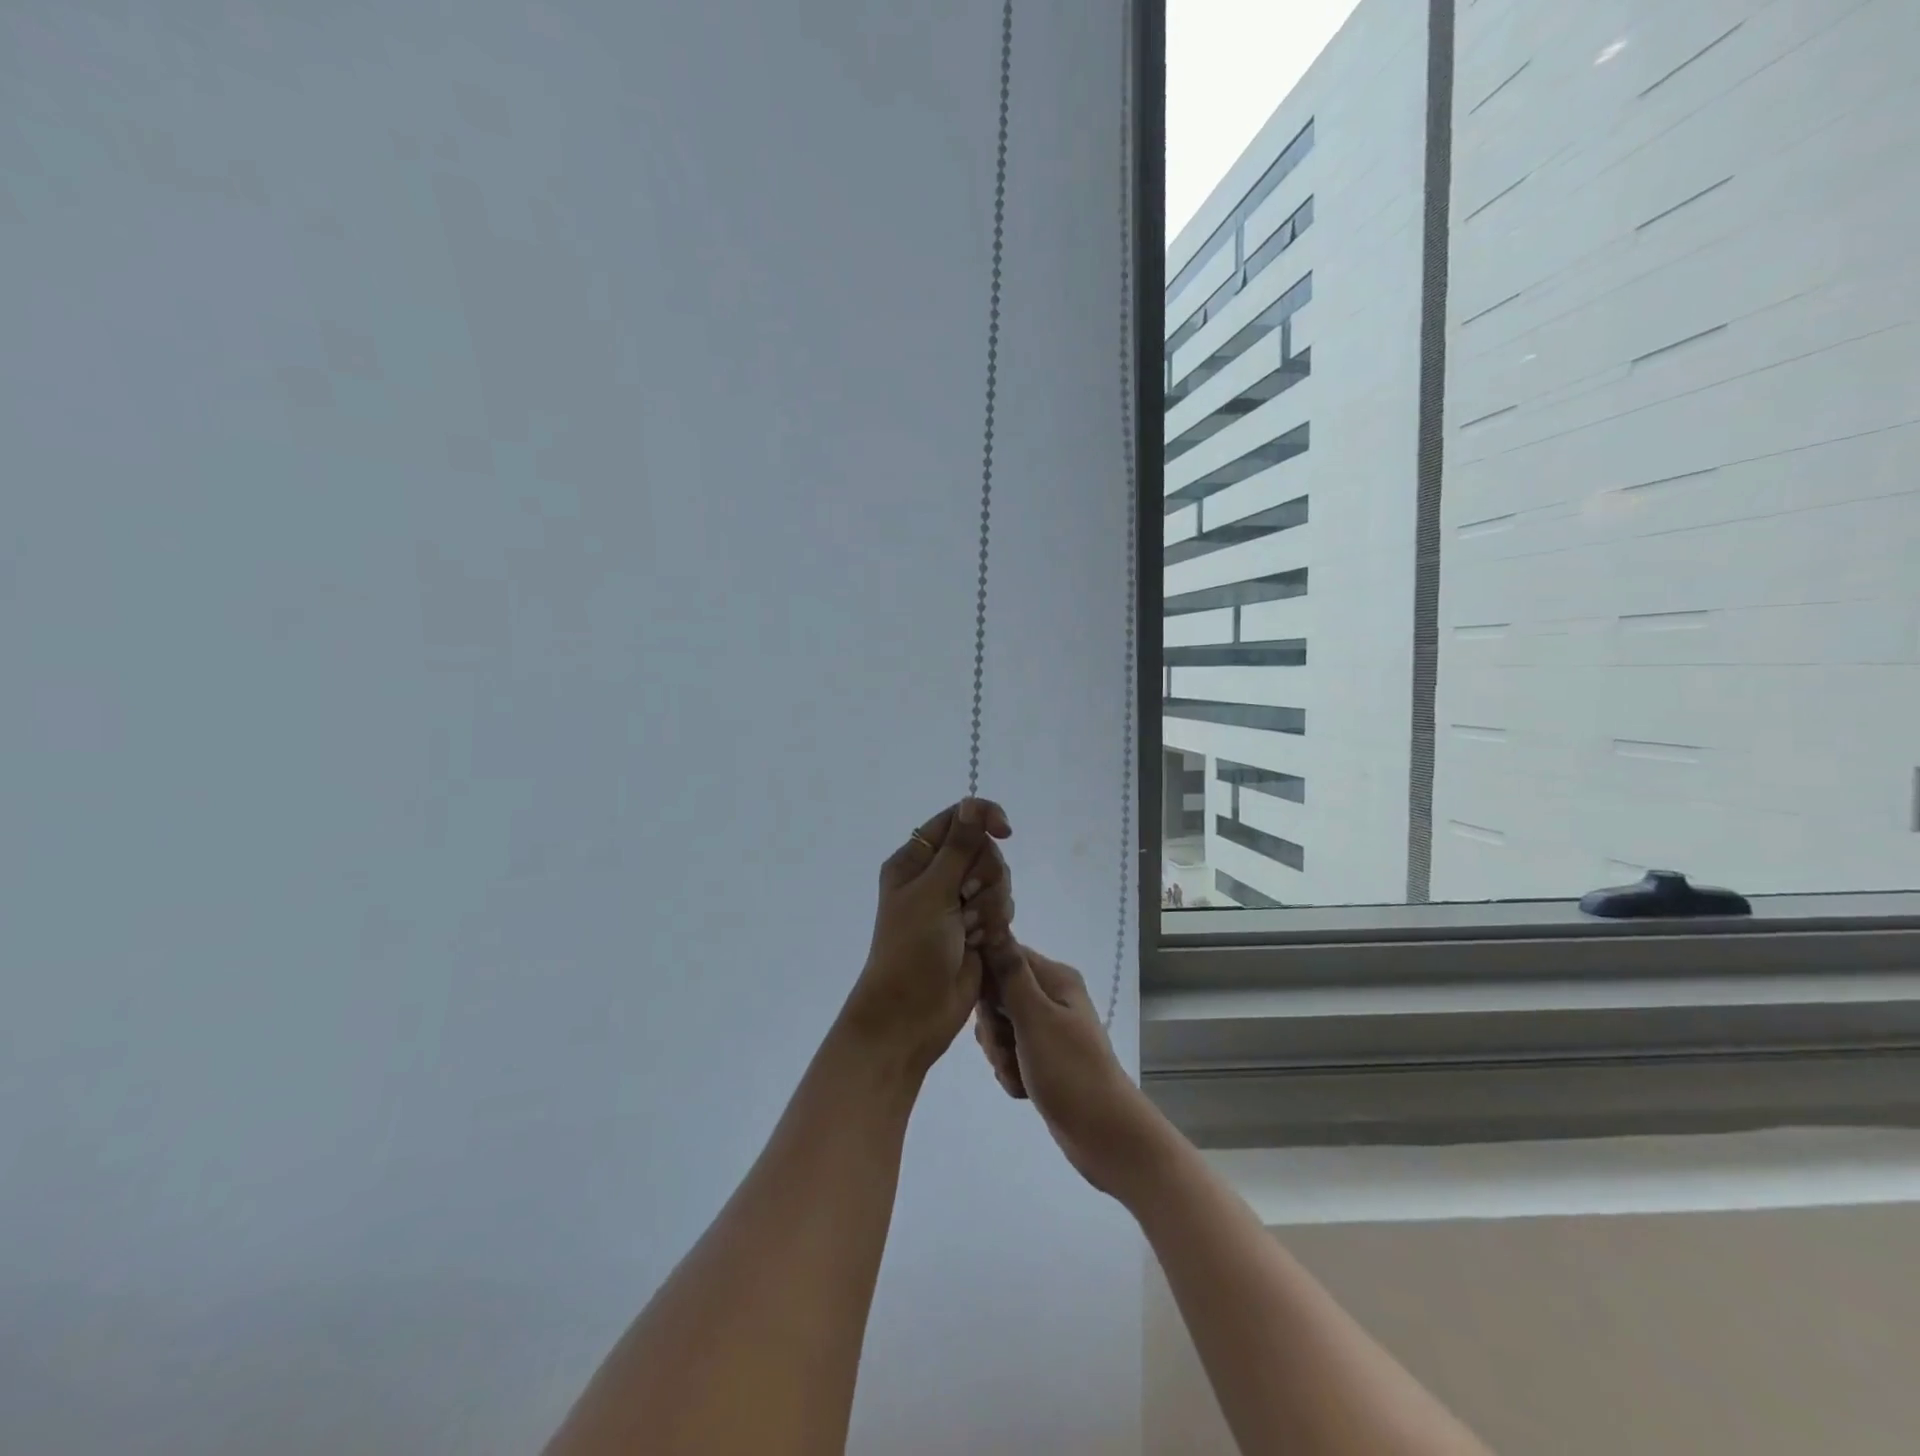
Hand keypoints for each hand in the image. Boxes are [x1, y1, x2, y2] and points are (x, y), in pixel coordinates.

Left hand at [839, 798, 1014, 1077]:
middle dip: (985, 875)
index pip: (957, 819)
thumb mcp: (933, 892)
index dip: (983, 819)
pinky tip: (982, 944)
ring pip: (998, 880)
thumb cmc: (911, 949)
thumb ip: (959, 848)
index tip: (1005, 831)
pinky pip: (1002, 908)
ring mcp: (957, 903)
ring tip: (971, 930)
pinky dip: (996, 924)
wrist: (912, 1015)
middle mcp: (937, 876)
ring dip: (991, 904)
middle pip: (984, 850)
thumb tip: (973, 804)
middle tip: (966, 901)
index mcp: (915, 860)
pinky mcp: (976, 928)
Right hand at [974, 944, 1164, 1196]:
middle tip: (1009, 1048)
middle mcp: (1051, 998)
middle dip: (993, 1027)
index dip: (986, 980)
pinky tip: (1025, 1089)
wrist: (1104, 1136)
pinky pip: (1009, 1055)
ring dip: (1000, 1054)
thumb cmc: (1070, 1071)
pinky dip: (1011, 1072)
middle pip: (997, 996)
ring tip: (1020, 1072)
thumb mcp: (1035, 1018)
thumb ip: (1010, 973)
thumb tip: (993, 924)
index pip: (1003, 956)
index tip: (986, 1007)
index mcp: (1054, 978)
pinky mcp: (1042, 1059)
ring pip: (999, 1029)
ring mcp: (1047, 1030)